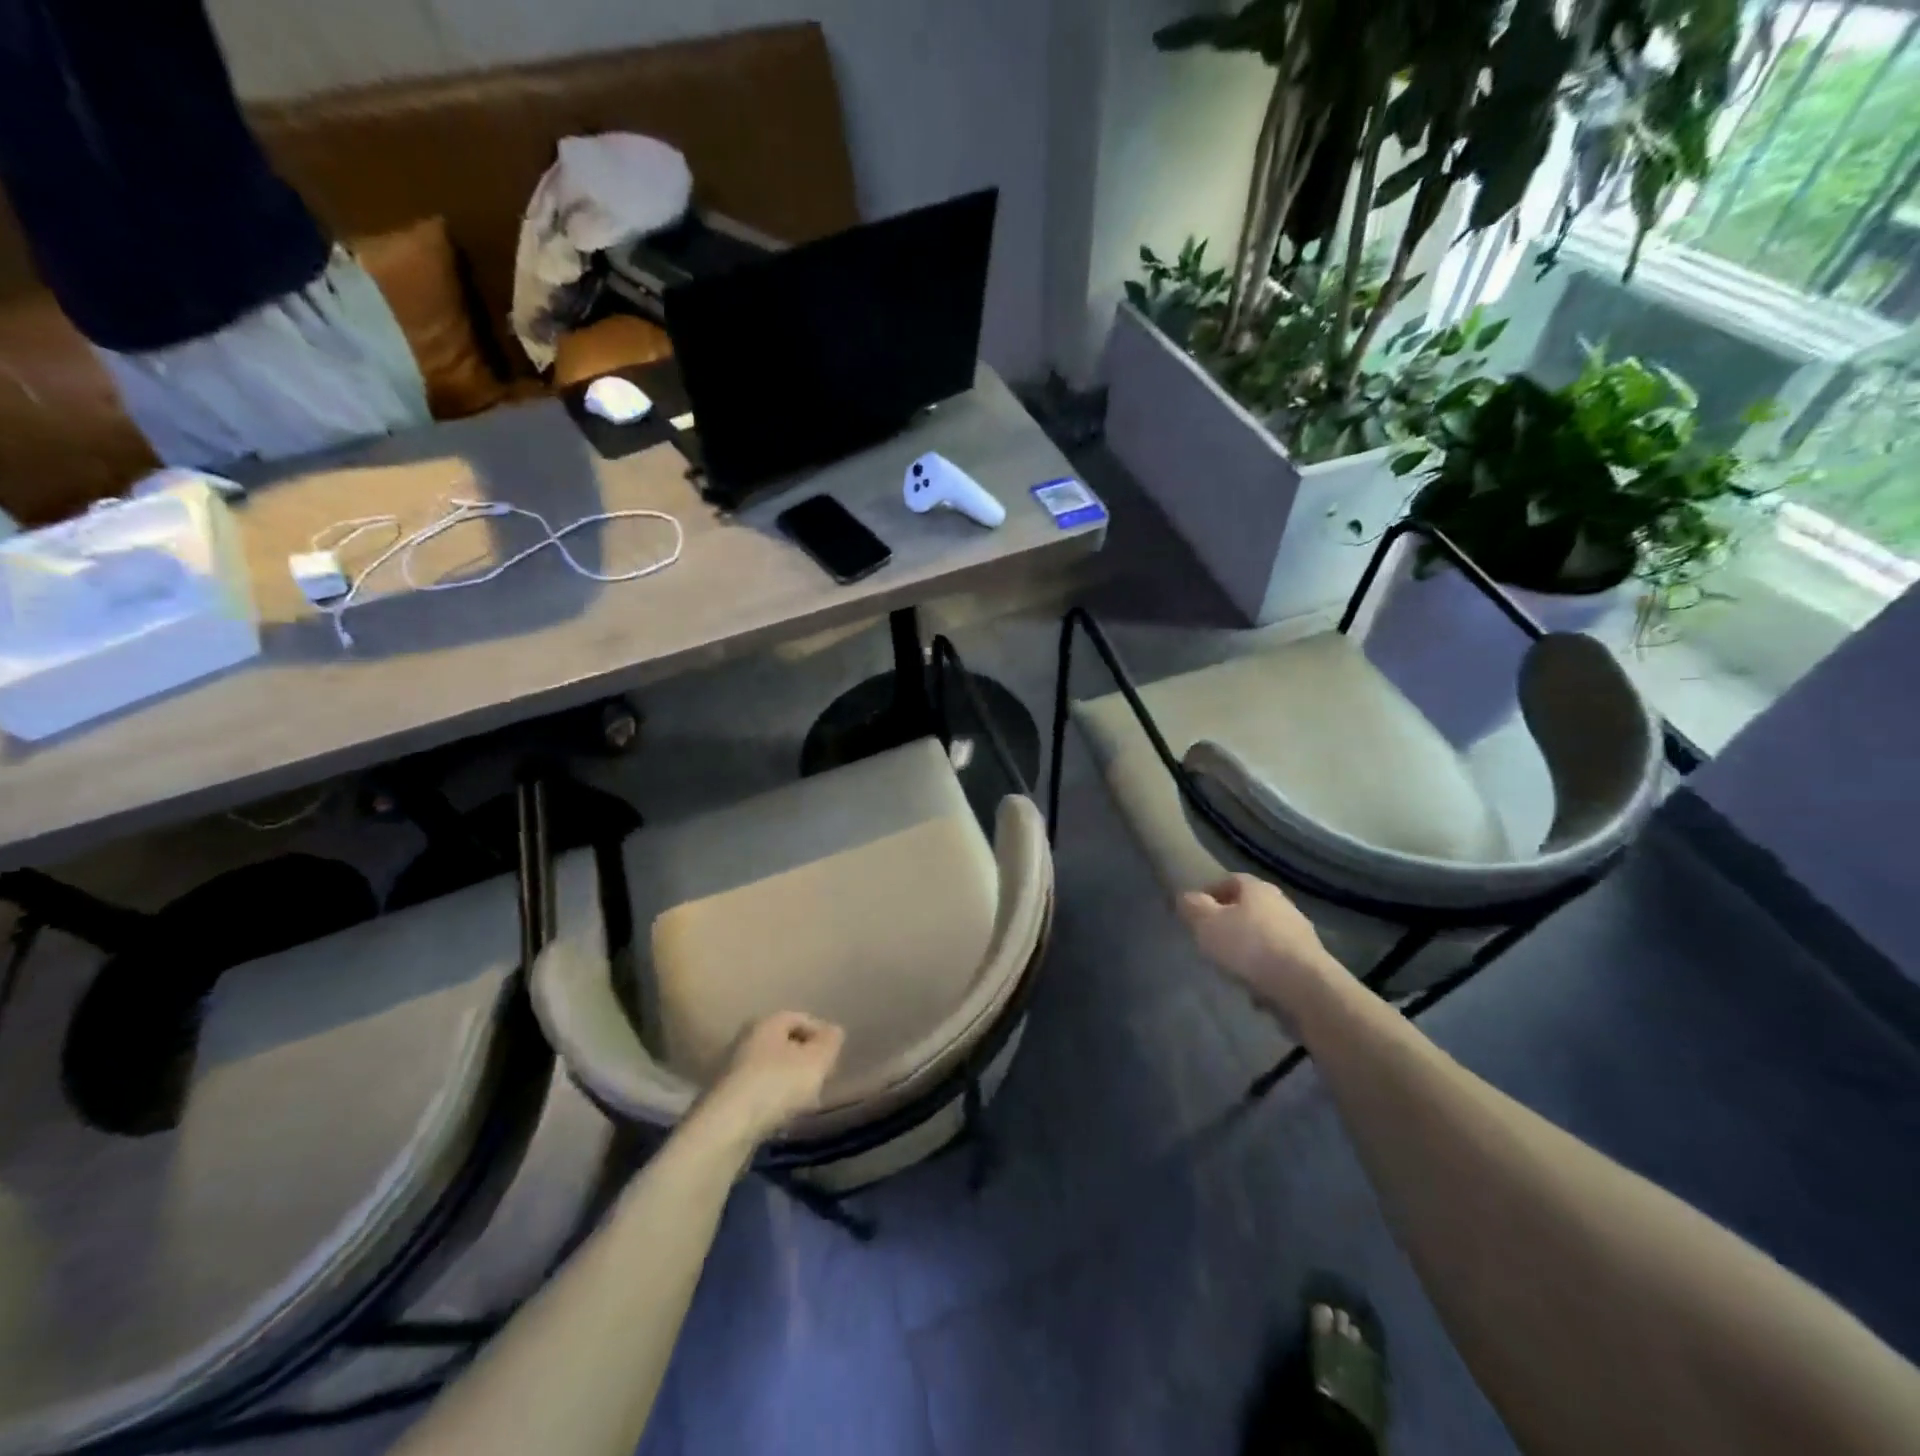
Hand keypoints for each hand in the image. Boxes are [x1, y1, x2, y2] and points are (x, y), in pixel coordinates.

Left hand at [697, 1011, 845, 1151]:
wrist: (724, 1129)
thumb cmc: (775, 1085)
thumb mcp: (816, 1061)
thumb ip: (830, 1042)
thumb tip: (834, 1031)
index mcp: (767, 1022)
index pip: (801, 1018)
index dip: (821, 1035)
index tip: (833, 1057)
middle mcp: (746, 1039)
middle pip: (785, 1044)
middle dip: (805, 1060)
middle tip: (821, 1079)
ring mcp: (731, 1069)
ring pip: (771, 1069)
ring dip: (789, 1082)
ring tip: (804, 1103)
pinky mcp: (724, 1098)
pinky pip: (757, 1091)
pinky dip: (772, 1100)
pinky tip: (781, 1117)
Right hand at [1177, 874, 1336, 1015]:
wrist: (1304, 985)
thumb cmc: (1249, 946)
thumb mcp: (1207, 924)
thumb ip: (1193, 908)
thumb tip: (1186, 898)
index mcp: (1258, 888)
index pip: (1231, 879)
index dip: (1211, 892)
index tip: (1196, 910)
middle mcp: (1282, 903)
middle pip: (1250, 906)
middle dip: (1231, 919)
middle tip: (1212, 936)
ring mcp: (1300, 931)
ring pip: (1266, 932)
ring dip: (1249, 944)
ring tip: (1231, 964)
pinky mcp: (1310, 959)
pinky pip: (1279, 957)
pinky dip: (1265, 965)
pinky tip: (1254, 982)